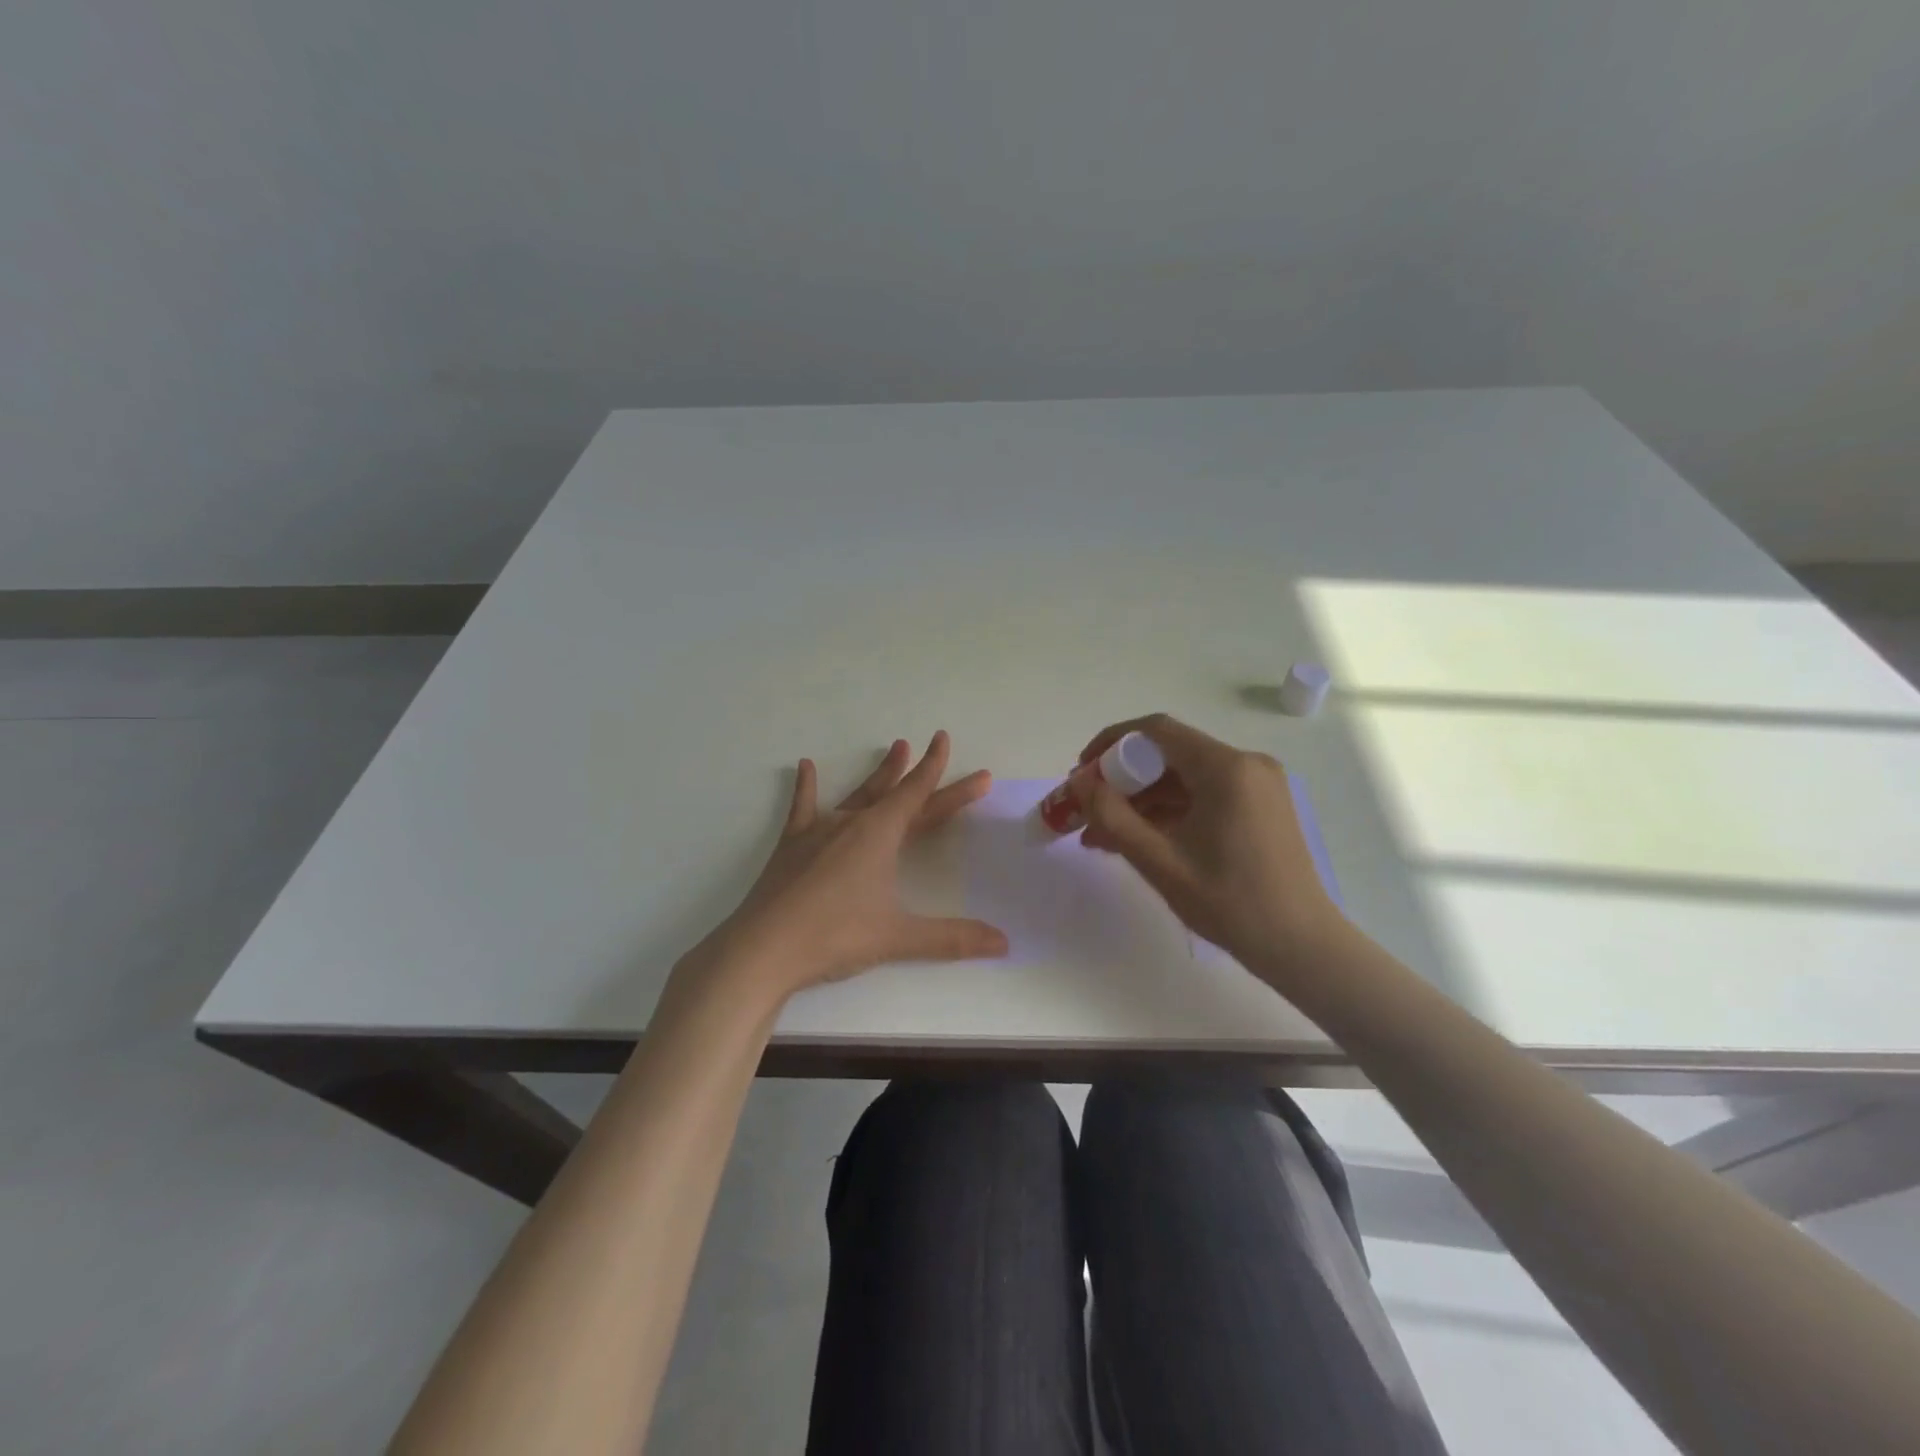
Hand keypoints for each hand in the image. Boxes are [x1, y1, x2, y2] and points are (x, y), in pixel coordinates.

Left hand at [693, 732, 1009, 1002]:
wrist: (763, 948)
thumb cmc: (835, 936)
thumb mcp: (898, 937)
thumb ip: (952, 938)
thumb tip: (1004, 942)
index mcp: (879, 835)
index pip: (918, 794)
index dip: (937, 770)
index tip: (946, 740)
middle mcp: (851, 823)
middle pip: (896, 793)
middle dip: (921, 773)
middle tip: (934, 744)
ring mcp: (818, 831)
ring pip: (857, 794)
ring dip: (879, 773)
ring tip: (895, 747)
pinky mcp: (791, 845)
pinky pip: (802, 808)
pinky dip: (806, 787)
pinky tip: (806, 766)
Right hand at [1070, 714, 1343, 981]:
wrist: (1301, 946)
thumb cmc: (1229, 903)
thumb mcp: (1159, 861)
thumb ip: (1112, 816)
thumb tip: (1079, 782)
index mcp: (1226, 768)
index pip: (1156, 731)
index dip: (1111, 743)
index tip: (1081, 772)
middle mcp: (1246, 764)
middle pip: (1169, 754)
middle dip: (1122, 779)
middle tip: (1087, 808)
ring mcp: (1256, 785)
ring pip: (1184, 777)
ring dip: (1142, 800)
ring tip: (1102, 834)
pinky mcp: (1259, 805)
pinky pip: (1203, 794)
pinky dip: (1169, 811)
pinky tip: (1138, 838)